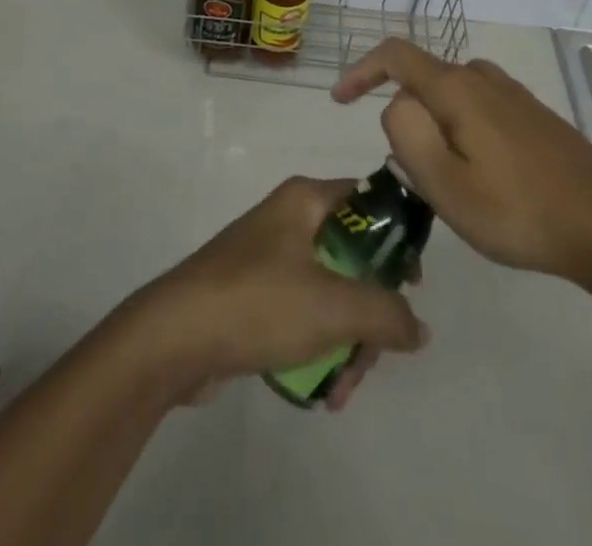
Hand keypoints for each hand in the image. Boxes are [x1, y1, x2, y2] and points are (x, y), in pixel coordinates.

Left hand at [125, 176, 427, 407]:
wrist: (172, 338)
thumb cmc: (258, 302)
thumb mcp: (333, 305)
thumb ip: (386, 313)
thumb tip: (419, 327)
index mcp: (306, 199)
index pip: (370, 201)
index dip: (399, 237)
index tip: (414, 285)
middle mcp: (289, 219)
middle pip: (354, 256)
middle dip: (370, 312)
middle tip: (374, 355)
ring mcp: (268, 258)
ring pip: (330, 292)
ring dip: (347, 341)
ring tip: (343, 391)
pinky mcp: (253, 296)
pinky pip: (303, 314)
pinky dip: (318, 348)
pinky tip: (323, 393)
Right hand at [332, 40, 591, 285]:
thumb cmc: (518, 210)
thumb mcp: (445, 184)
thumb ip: (407, 134)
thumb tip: (396, 105)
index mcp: (456, 88)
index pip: (395, 55)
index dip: (361, 70)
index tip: (339, 100)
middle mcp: (482, 78)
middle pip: (425, 78)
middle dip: (404, 114)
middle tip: (409, 172)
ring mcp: (512, 94)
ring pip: (453, 95)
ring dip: (436, 125)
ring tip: (444, 178)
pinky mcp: (533, 115)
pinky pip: (479, 108)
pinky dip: (462, 130)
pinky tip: (482, 175)